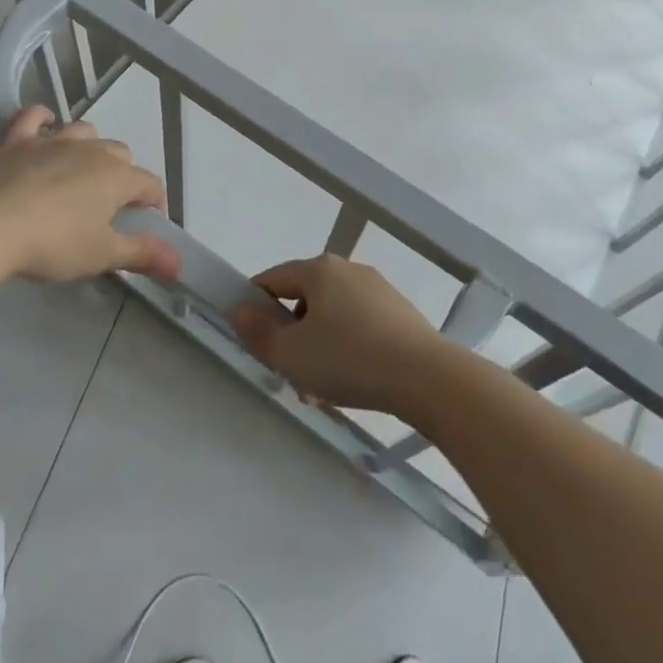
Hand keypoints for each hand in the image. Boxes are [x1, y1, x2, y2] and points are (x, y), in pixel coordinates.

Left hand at [0, 106, 177, 283]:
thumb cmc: (52, 243)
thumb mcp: (100, 255)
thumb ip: (141, 254)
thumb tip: (179, 263)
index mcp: (116, 177)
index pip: (149, 184)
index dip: (154, 203)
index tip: (147, 223)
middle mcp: (90, 150)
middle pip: (120, 153)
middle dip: (123, 174)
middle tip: (109, 205)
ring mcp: (52, 141)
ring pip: (84, 131)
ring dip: (89, 146)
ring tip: (80, 170)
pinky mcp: (16, 140)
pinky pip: (33, 116)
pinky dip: (42, 119)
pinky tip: (43, 126)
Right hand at [227, 255, 446, 414]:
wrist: (425, 376)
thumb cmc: (349, 359)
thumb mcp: (291, 353)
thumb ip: (258, 332)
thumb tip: (237, 308)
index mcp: (319, 269)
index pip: (272, 279)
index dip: (255, 309)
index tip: (254, 344)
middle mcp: (348, 269)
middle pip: (303, 300)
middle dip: (292, 339)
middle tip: (291, 378)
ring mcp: (377, 289)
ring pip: (331, 317)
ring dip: (319, 350)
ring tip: (322, 393)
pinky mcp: (398, 312)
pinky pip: (358, 326)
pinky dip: (347, 349)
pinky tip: (352, 384)